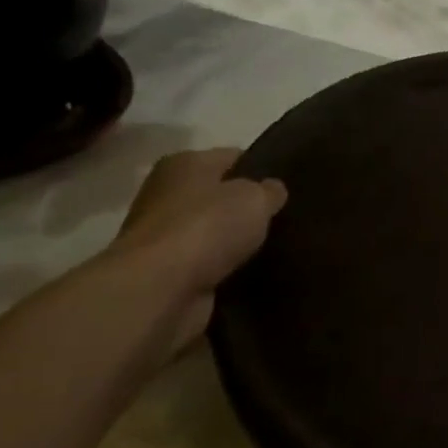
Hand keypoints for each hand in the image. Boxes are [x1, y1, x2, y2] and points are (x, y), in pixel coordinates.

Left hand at [106, 149, 287, 352]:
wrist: (159, 290)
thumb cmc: (207, 227)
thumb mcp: (256, 197)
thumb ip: (270, 190)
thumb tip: (272, 190)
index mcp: (184, 163)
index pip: (234, 158)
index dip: (263, 170)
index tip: (289, 187)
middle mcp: (167, 194)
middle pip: (220, 196)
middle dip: (248, 208)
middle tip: (285, 219)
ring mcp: (162, 235)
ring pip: (214, 232)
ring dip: (237, 241)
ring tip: (275, 247)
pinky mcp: (164, 271)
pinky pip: (207, 263)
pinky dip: (225, 268)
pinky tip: (253, 271)